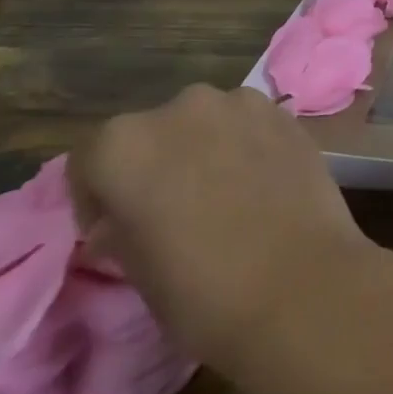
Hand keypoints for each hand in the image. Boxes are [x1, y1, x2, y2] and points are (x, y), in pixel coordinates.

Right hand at [68, 84, 370, 369]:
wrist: (300, 284)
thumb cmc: (203, 291)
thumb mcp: (136, 269)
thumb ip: (121, 226)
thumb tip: (120, 217)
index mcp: (127, 143)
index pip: (91, 158)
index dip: (97, 195)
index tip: (114, 229)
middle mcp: (183, 106)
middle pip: (153, 131)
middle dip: (155, 164)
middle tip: (171, 211)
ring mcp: (241, 103)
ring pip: (205, 123)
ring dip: (203, 149)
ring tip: (221, 196)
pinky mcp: (285, 112)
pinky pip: (249, 124)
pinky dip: (245, 145)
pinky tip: (259, 185)